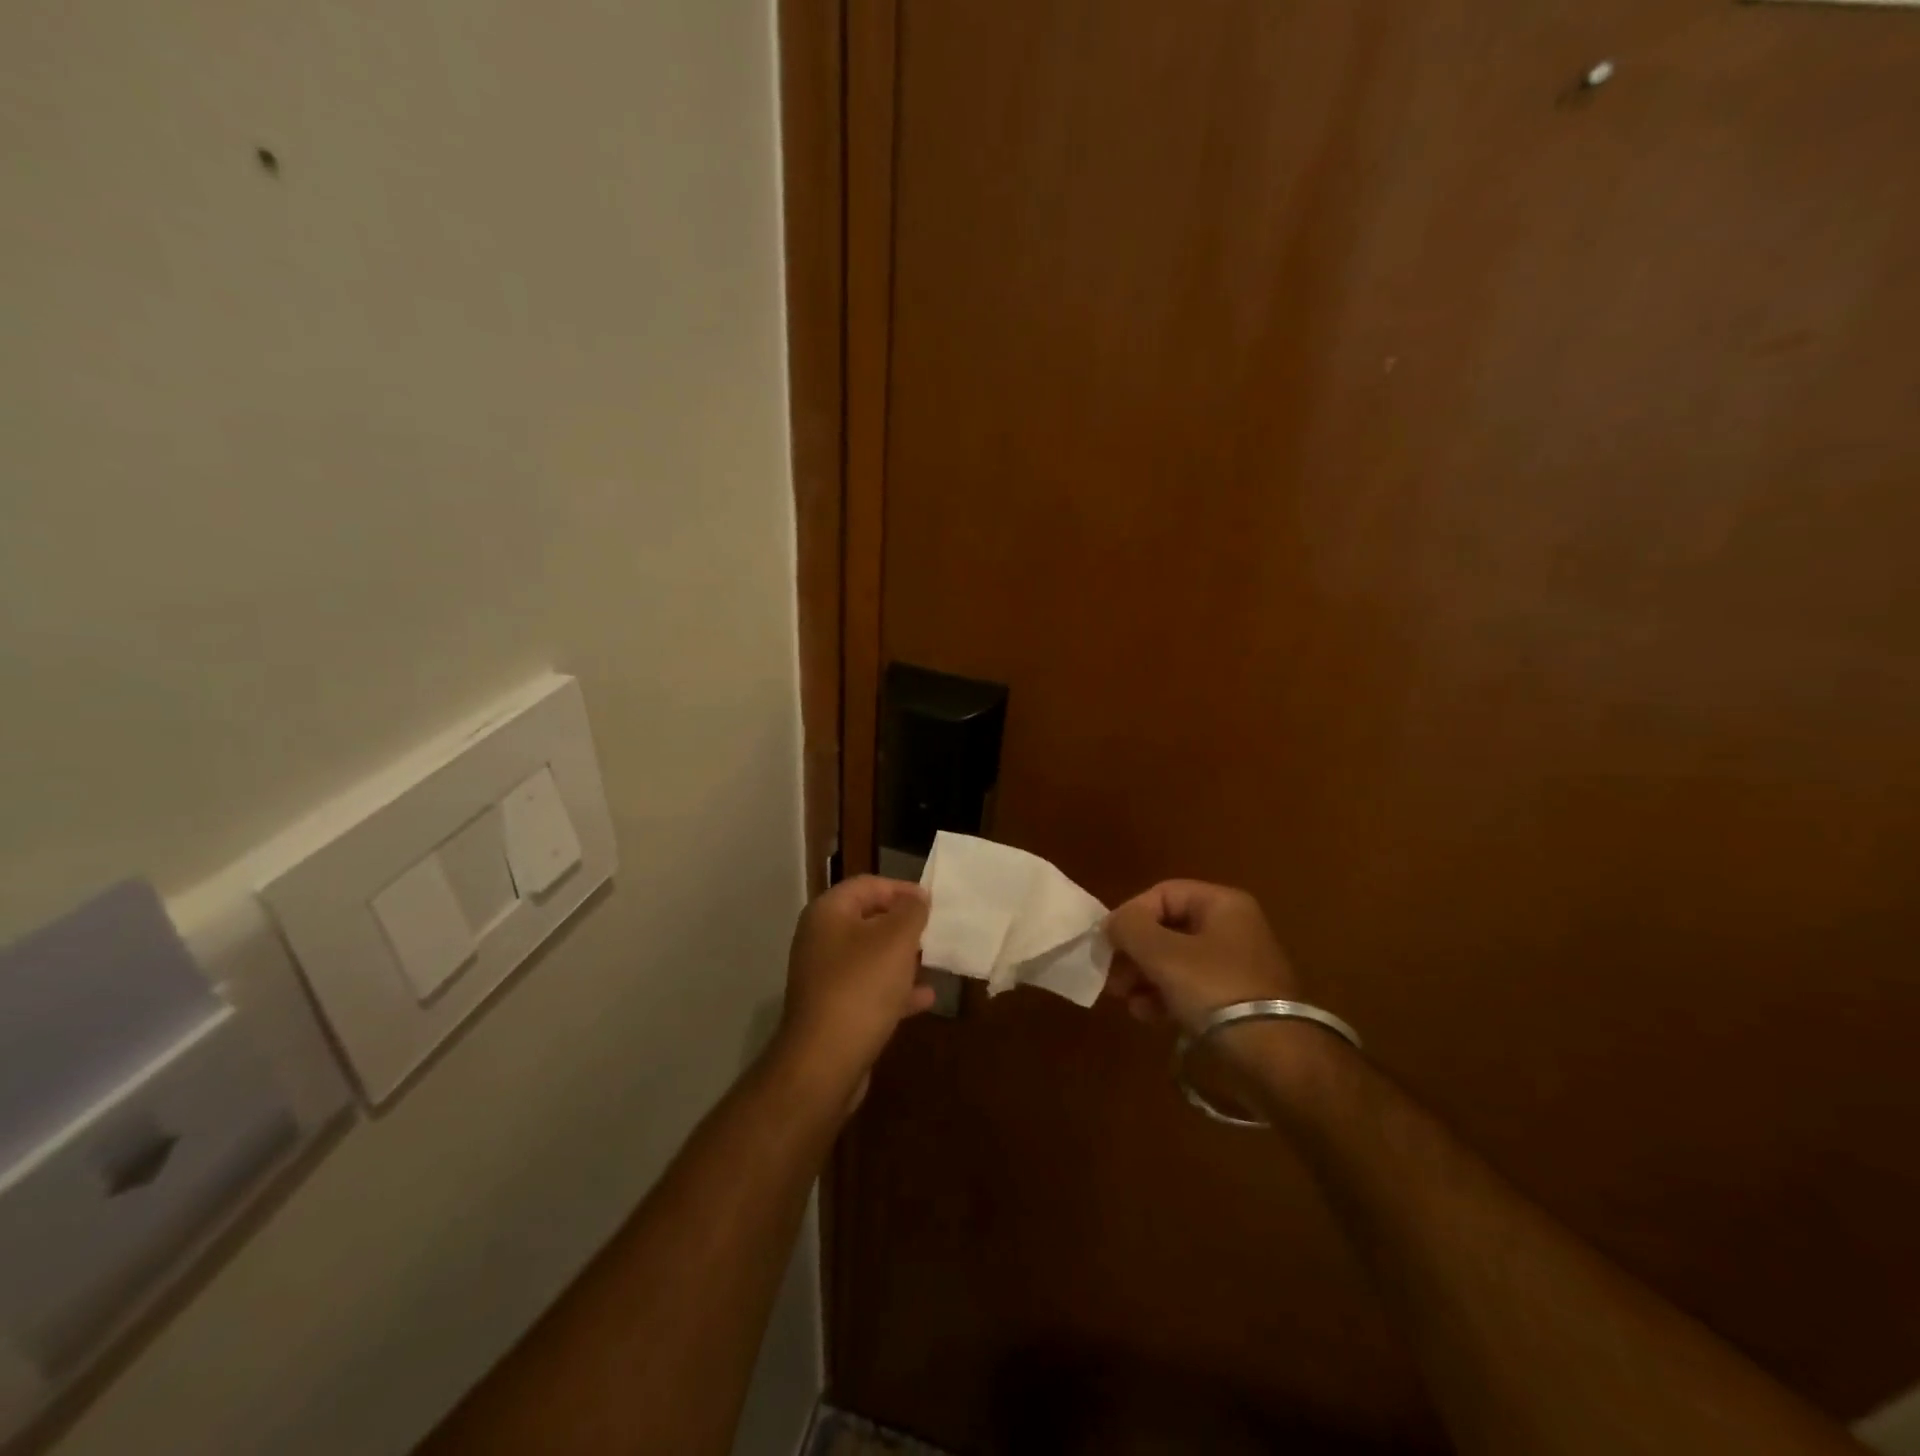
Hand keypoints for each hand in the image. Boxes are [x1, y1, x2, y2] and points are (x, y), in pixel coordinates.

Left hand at [776, 875, 935, 1106]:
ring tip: (934, 960)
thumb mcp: (896, 940)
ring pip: (871, 956)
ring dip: (903, 958)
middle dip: (904, 925)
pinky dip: (895, 989)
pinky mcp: (833, 1009)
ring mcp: (825, 976)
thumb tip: (918, 896)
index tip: (933, 903)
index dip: (902, 889)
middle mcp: (821, 939)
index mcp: (828, 913)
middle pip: (868, 920)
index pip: (868, 885)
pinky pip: (869, 989)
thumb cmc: (862, 987)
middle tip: (935, 931)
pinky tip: (925, 997)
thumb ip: (911, 911)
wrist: (824, 1062)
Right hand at [1104, 880, 1300, 1033]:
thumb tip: (1111, 924)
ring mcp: (1235, 966)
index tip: (1108, 945)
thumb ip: (1130, 929)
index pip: (1162, 894)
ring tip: (1125, 999)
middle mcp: (1231, 928)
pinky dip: (1164, 996)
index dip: (1131, 915)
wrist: (1277, 1059)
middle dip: (1134, 952)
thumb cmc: (1217, 991)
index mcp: (1222, 904)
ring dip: (1144, 976)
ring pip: (1174, 960)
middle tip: (1112, 977)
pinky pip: (1189, 987)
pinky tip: (1146, 1015)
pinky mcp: (1234, 1001)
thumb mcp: (1164, 954)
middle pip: (1167, 928)